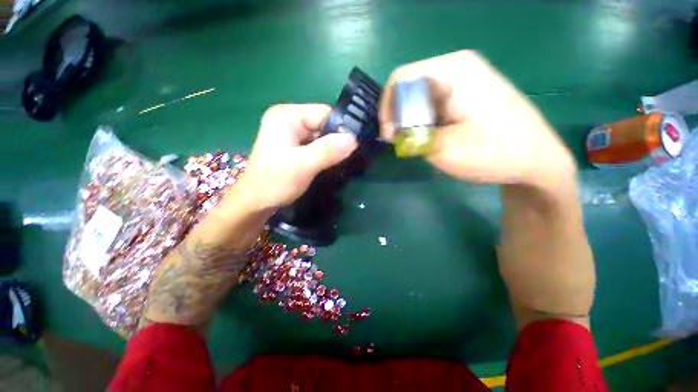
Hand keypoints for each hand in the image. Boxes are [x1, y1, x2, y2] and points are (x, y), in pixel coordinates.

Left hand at [239, 104, 357, 209]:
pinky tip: (331, 164)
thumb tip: (355, 139)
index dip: (341, 128)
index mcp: (287, 115)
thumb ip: (328, 150)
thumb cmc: (275, 181)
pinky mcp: (294, 146)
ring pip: (322, 136)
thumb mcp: (303, 165)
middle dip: (337, 141)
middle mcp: (289, 119)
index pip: (324, 113)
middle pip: (324, 124)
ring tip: (342, 162)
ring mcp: (291, 133)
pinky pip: (316, 145)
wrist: (256, 202)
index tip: (354, 146)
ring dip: (332, 149)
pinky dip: (326, 154)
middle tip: (349, 157)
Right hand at [379, 50, 575, 187]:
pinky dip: (425, 118)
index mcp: (451, 71)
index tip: (390, 136)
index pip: (399, 79)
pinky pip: (434, 99)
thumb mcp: (443, 149)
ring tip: (418, 140)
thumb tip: (394, 132)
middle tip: (403, 141)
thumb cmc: (492, 153)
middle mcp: (457, 65)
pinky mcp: (470, 90)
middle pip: (409, 85)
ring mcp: (466, 76)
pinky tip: (433, 134)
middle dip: (399, 115)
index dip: (387, 108)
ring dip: (412, 118)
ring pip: (420, 93)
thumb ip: (411, 136)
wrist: (536, 159)